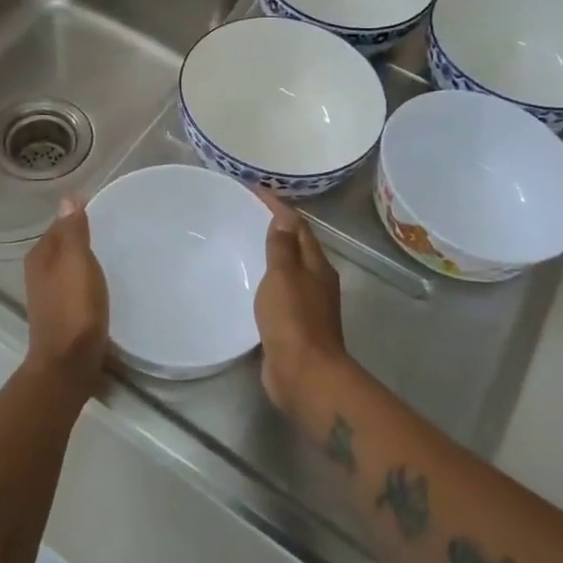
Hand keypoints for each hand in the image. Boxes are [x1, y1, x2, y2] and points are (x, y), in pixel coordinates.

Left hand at [22, 198, 109, 390]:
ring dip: (86, 260)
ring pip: (69, 266)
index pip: (59, 224)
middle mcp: (40, 272)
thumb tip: (67, 198)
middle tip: (115, 229)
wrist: (69, 364)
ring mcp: (50, 295)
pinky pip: (76, 286)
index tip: (105, 208)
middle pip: (63, 245)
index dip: (78, 215)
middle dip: (83, 236)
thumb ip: (73, 231)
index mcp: (41, 256)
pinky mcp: (63, 314)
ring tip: (115, 254)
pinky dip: (89, 280)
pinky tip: (106, 285)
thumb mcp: (77, 263)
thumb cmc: (74, 309)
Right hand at [252, 189, 348, 412]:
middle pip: (297, 245)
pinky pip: (280, 291)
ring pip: (289, 269)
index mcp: (316, 266)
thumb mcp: (284, 276)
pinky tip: (250, 282)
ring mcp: (308, 304)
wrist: (304, 374)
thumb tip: (284, 216)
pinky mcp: (295, 325)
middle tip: (247, 212)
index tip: (255, 189)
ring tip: (246, 242)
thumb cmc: (293, 320)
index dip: (278, 206)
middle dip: (277, 227)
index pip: (297, 226)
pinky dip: (267, 279)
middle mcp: (316, 281)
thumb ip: (282, 247)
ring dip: (273, 254)